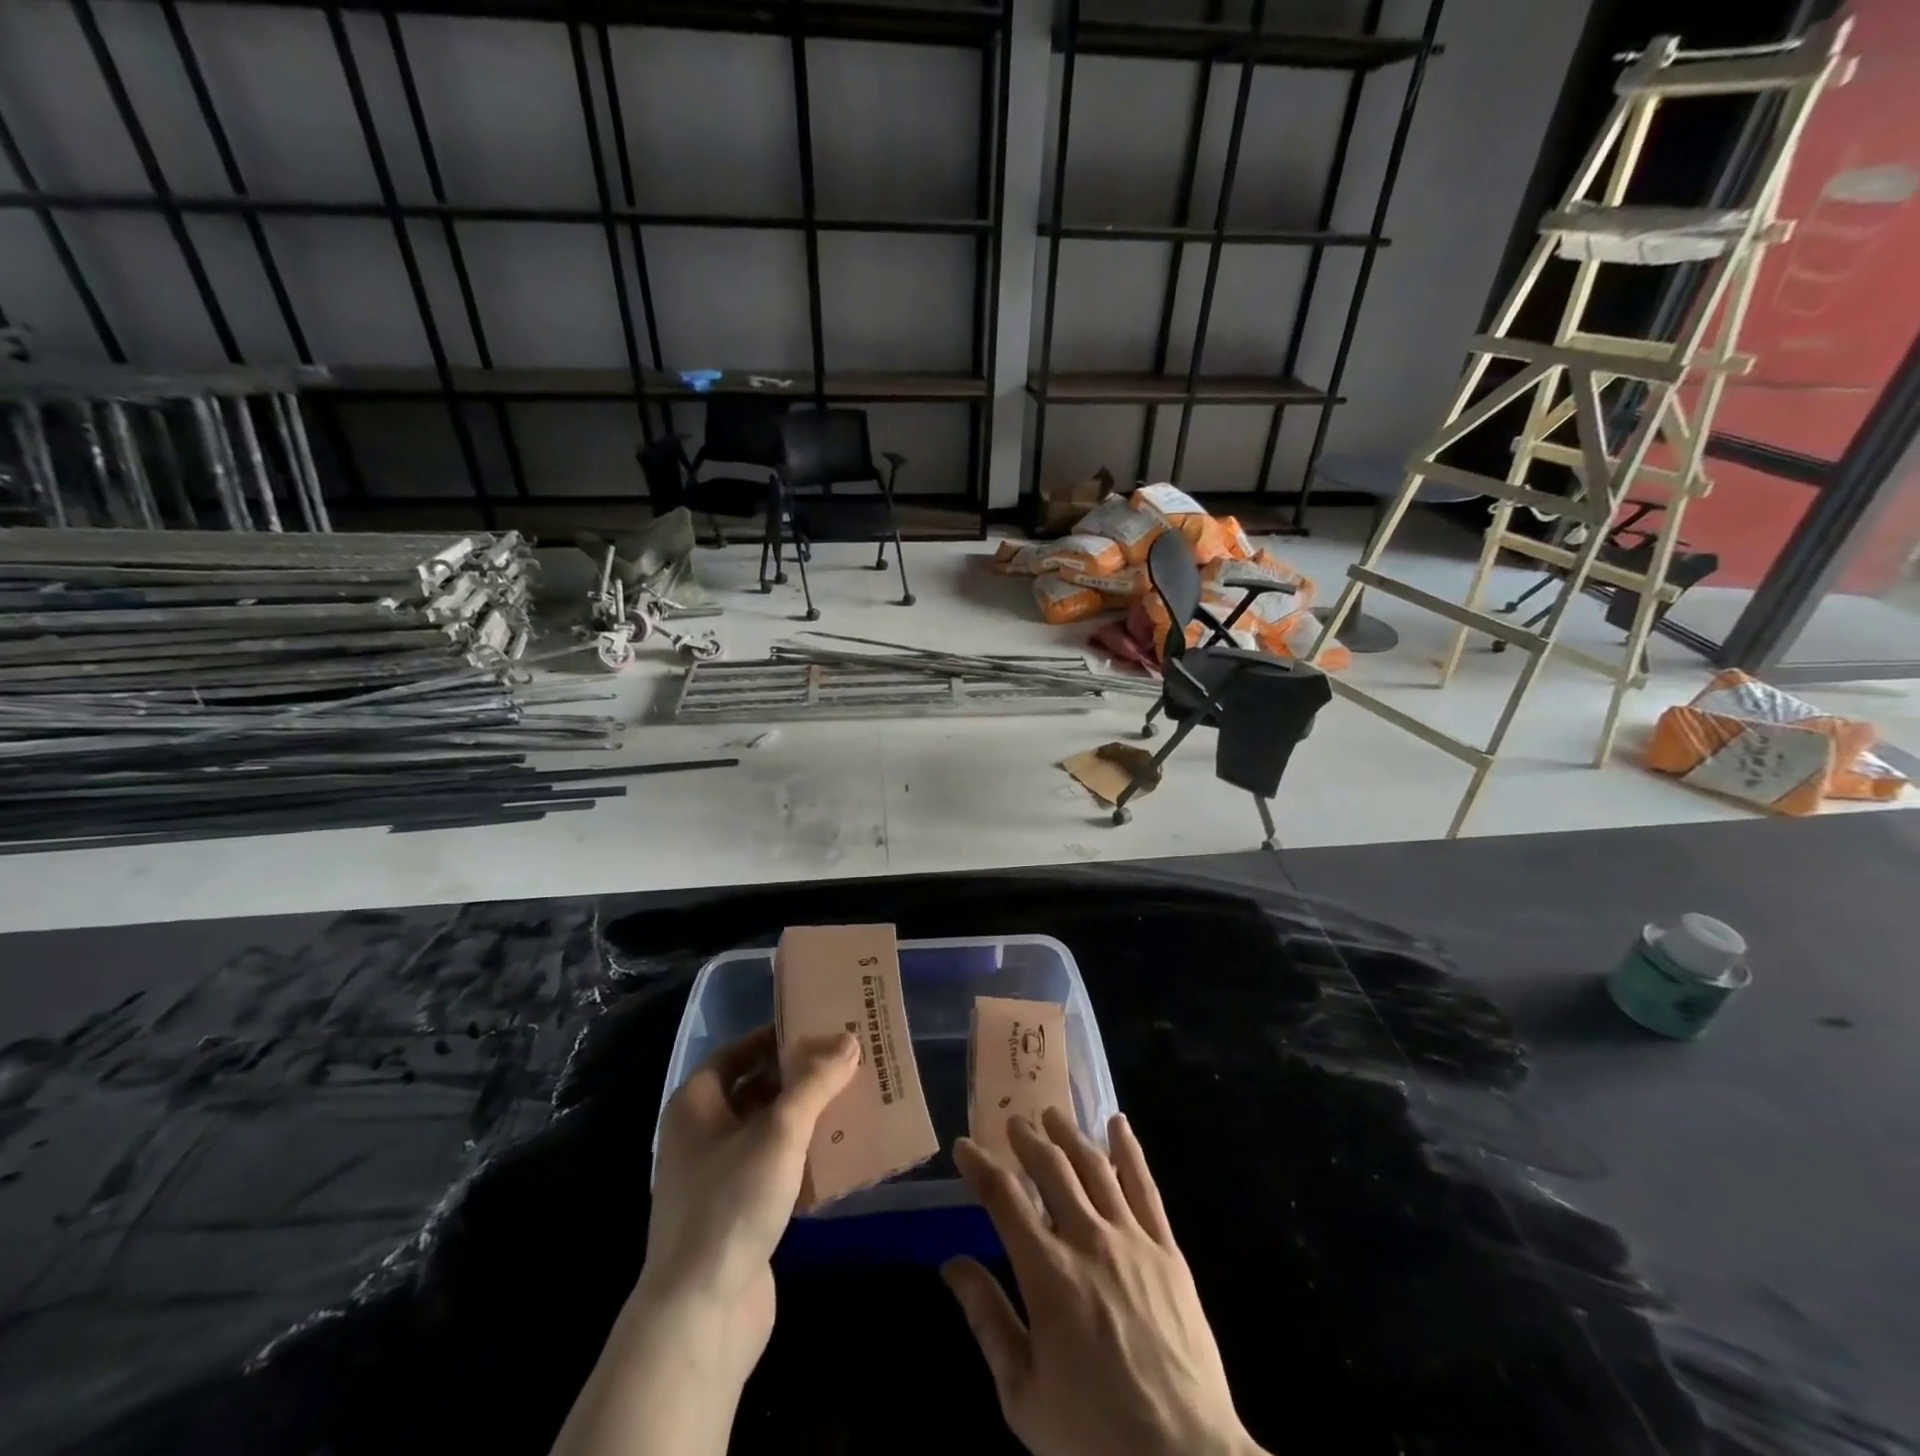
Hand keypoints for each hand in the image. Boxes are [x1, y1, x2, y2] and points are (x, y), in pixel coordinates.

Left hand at [550, 1027, 856, 1455]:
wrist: (700, 1316)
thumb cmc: (732, 1203)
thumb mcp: (779, 1131)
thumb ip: (815, 1083)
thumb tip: (847, 1040)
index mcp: (696, 1104)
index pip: (737, 1052)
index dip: (774, 1037)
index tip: (817, 1027)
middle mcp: (702, 1134)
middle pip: (756, 1089)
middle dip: (799, 1076)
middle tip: (846, 1060)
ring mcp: (719, 1177)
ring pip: (769, 1130)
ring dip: (807, 1116)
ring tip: (854, 1098)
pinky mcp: (739, 1213)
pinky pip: (776, 1168)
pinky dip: (805, 1156)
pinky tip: (843, 1152)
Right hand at [943, 1108, 1262, 1455]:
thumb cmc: (1093, 1437)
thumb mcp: (1023, 1394)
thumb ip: (988, 1321)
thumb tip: (952, 1264)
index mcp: (1048, 1274)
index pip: (1004, 1198)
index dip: (980, 1166)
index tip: (964, 1146)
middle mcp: (1088, 1240)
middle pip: (1052, 1168)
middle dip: (1026, 1139)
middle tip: (1012, 1122)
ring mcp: (1132, 1240)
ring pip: (1095, 1166)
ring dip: (1069, 1135)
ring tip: (1052, 1115)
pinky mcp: (1167, 1250)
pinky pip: (1146, 1187)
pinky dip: (1129, 1150)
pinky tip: (1118, 1125)